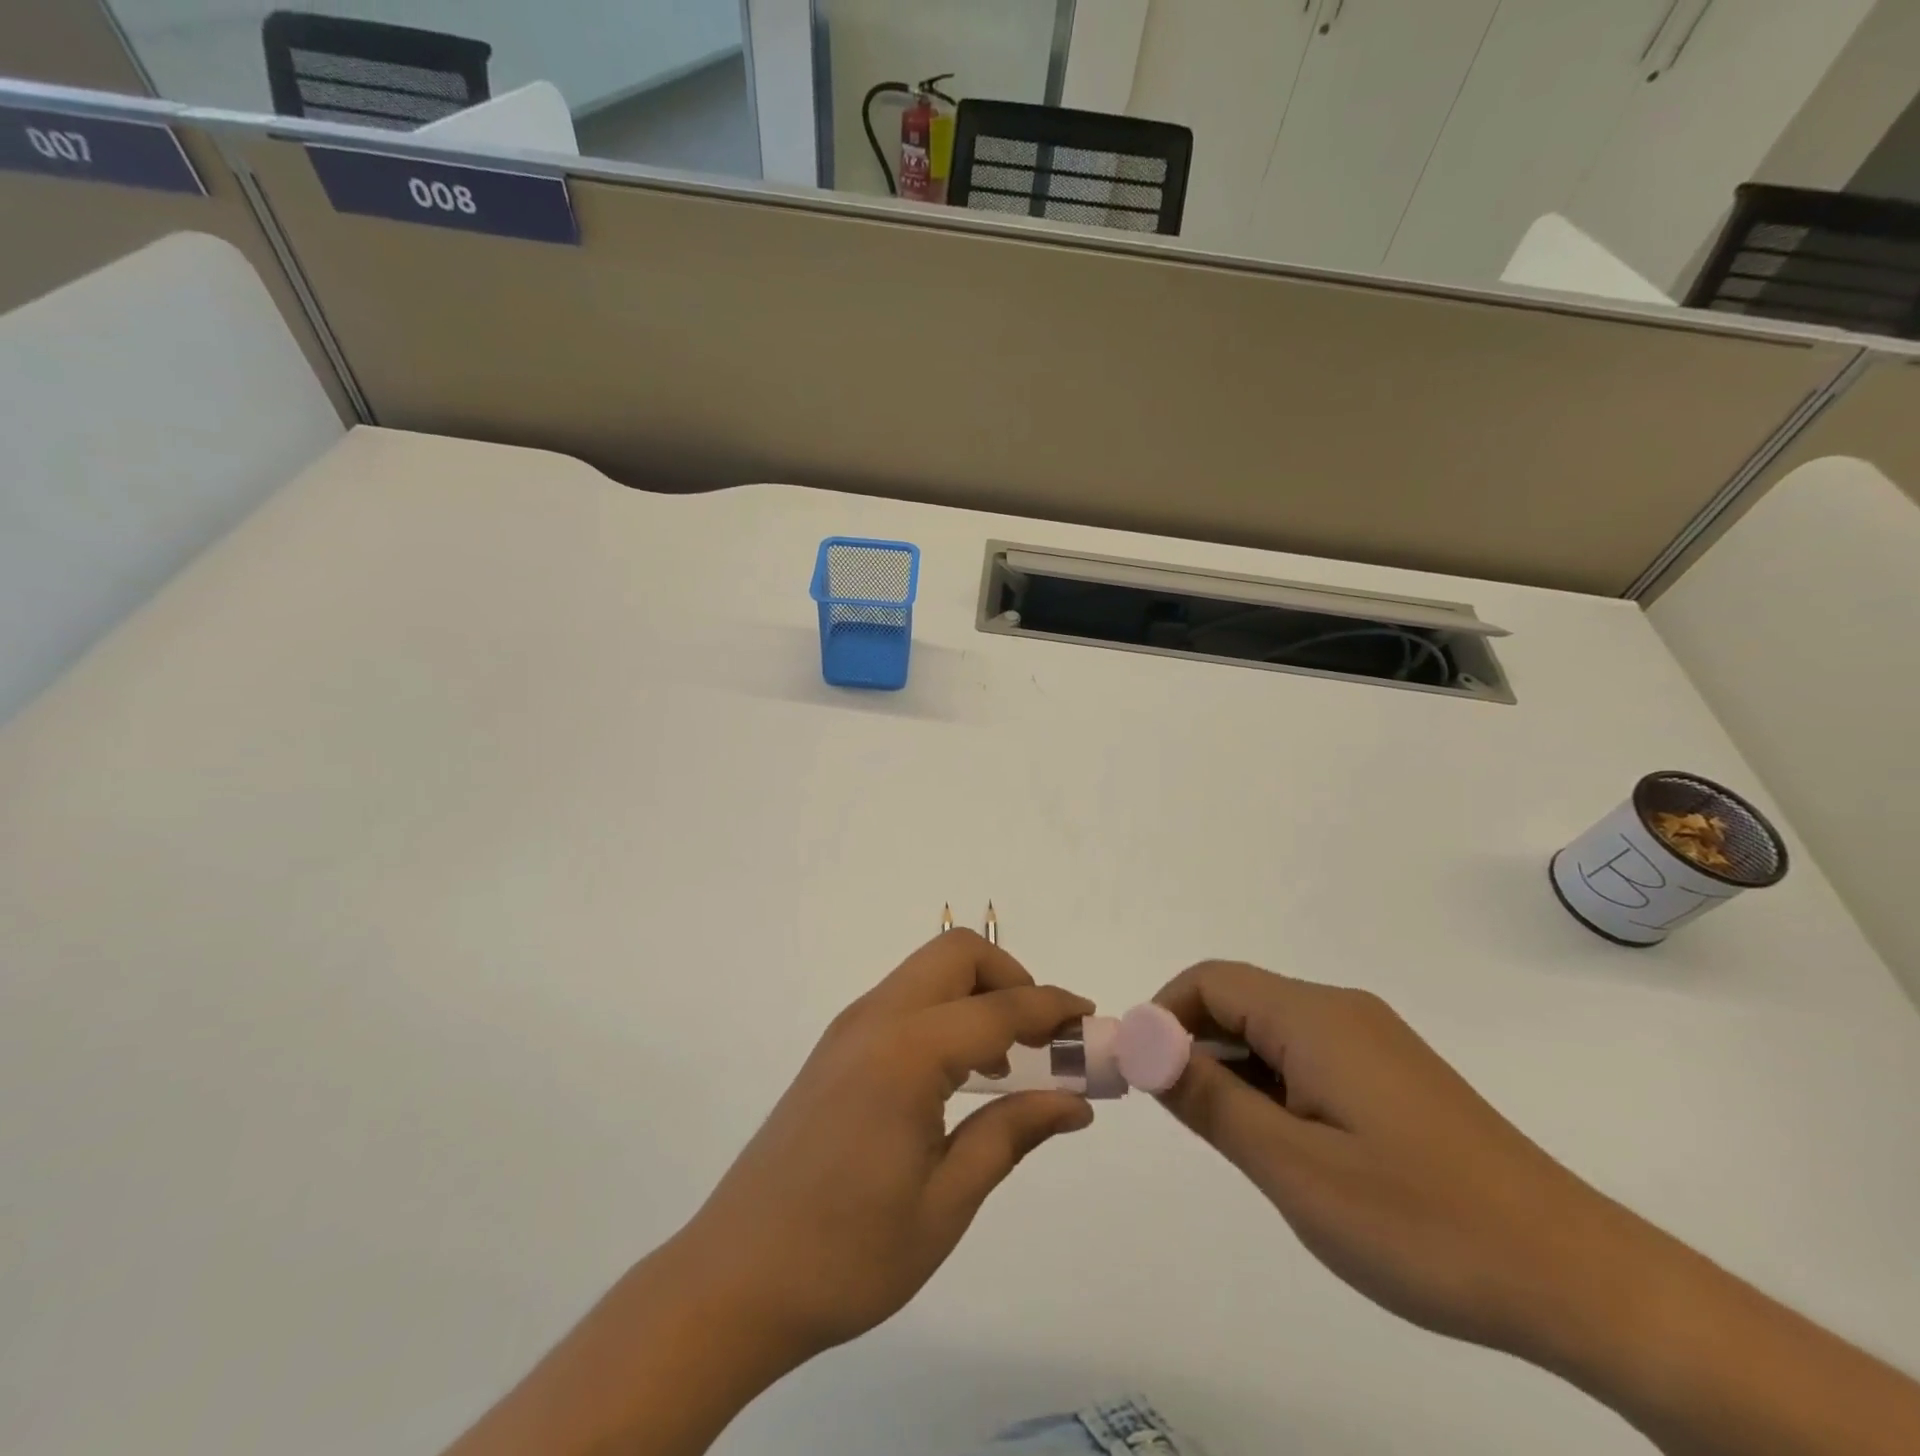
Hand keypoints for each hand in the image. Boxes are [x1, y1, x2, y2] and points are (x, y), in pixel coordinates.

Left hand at [680, 930, 1094, 1362]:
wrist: (733, 1280)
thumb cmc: (848, 1254)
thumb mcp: (946, 1203)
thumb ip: (1011, 1135)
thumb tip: (1075, 1104)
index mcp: (907, 1052)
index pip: (1000, 1007)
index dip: (1053, 1008)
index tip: (1090, 1021)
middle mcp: (875, 1019)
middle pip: (957, 954)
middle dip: (1011, 977)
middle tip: (1042, 1037)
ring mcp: (849, 1029)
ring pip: (927, 972)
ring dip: (977, 994)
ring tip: (1008, 1062)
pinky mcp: (835, 1048)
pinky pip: (904, 1001)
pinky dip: (945, 1012)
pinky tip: (958, 1075)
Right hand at [1152, 961, 1635, 1359]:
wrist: (1579, 1280)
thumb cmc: (1421, 1221)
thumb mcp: (1292, 1165)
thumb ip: (1207, 1097)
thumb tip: (1140, 1042)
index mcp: (1314, 1016)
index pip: (1209, 981)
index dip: (1160, 1015)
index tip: (1137, 1072)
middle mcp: (1341, 1011)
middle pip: (1238, 1002)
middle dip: (1191, 1045)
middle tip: (1177, 1117)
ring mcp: (1373, 1042)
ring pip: (1271, 1033)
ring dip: (1232, 1071)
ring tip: (1235, 1144)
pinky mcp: (1393, 1075)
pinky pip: (1307, 1057)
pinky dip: (1272, 1086)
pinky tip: (1288, 1148)